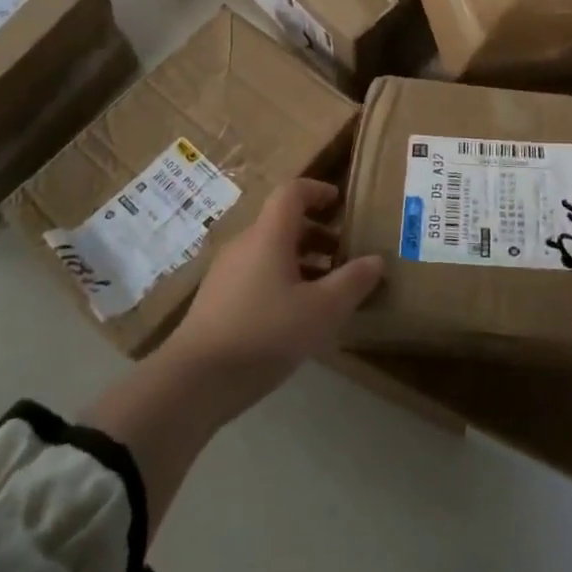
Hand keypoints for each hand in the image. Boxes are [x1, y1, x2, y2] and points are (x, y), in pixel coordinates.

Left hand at [159, 179, 383, 415]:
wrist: (194, 381)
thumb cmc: (265, 333)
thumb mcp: (322, 310)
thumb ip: (352, 282)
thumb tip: (376, 260)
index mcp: (268, 235)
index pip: (292, 192)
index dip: (318, 191)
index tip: (341, 204)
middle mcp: (245, 244)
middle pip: (283, 223)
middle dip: (318, 233)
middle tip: (345, 255)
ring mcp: (226, 273)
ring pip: (270, 252)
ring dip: (302, 260)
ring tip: (328, 289)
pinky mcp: (217, 301)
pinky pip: (257, 275)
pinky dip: (283, 280)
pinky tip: (297, 316)